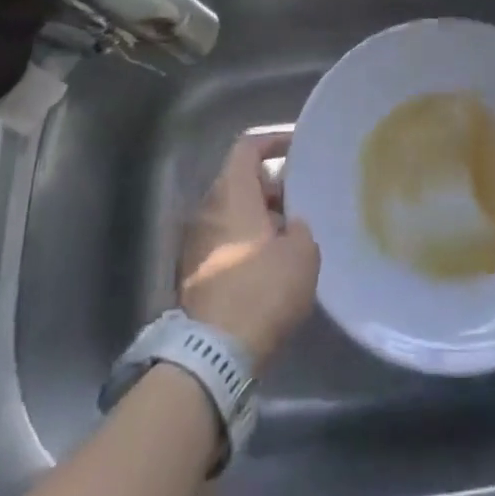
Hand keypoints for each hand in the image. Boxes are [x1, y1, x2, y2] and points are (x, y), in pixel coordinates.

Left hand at [179, 133, 319, 365]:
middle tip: (300, 199)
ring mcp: (194, 243)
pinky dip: (246, 242)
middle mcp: (207, 210)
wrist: (215, 354)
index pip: (247, 148)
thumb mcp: (302, 253)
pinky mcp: (192, 274)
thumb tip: (289, 226)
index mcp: (231, 194)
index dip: (273, 141)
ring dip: (258, 217)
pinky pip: (223, 241)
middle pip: (238, 181)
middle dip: (270, 186)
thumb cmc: (263, 289)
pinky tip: (271, 263)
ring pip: (230, 214)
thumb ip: (300, 228)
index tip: (297, 149)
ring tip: (290, 234)